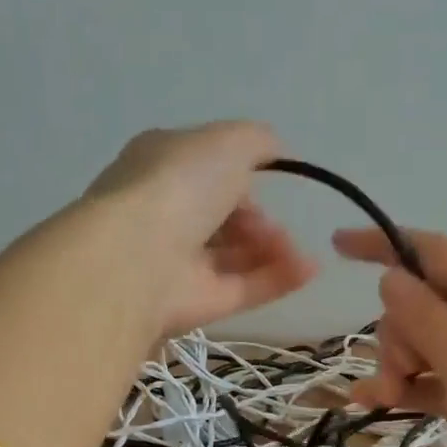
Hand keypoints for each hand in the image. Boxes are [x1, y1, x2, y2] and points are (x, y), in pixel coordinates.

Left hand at [88, 122, 317, 335]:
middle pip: (223, 217)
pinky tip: (309, 270)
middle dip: (259, 220)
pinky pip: (244, 289)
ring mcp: (178, 262)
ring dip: (273, 249)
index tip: (268, 182)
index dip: (242, 177)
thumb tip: (277, 151)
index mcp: (161, 166)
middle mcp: (166, 213)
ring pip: (236, 255)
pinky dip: (279, 278)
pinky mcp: (196, 304)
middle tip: (275, 226)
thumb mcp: (227, 142)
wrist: (137, 257)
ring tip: (294, 249)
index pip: (206, 170)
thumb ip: (257, 142)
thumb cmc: (178, 185)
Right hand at [334, 227, 446, 446]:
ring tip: (387, 396)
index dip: (385, 243)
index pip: (432, 252)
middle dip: (396, 331)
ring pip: (420, 343)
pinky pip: (428, 380)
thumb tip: (391, 277)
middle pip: (419, 303)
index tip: (339, 245)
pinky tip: (369, 403)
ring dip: (395, 364)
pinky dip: (403, 387)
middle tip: (402, 367)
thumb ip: (424, 315)